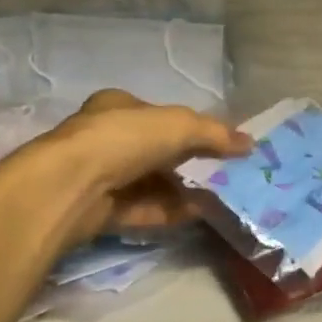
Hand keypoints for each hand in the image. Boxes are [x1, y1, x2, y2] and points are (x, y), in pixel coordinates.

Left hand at [40, 90, 250, 236]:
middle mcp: (104, 138)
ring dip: (181, 190)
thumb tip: (250, 143)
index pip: (156, 114)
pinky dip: (168, 212)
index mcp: (116, 106)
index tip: (215, 142)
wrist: (71, 186)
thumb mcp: (179, 126)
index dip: (186, 126)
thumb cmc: (125, 139)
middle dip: (186, 162)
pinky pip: (141, 210)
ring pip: (148, 183)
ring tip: (218, 197)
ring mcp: (99, 176)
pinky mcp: (98, 211)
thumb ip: (215, 134)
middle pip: (154, 151)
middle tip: (221, 172)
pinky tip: (197, 215)